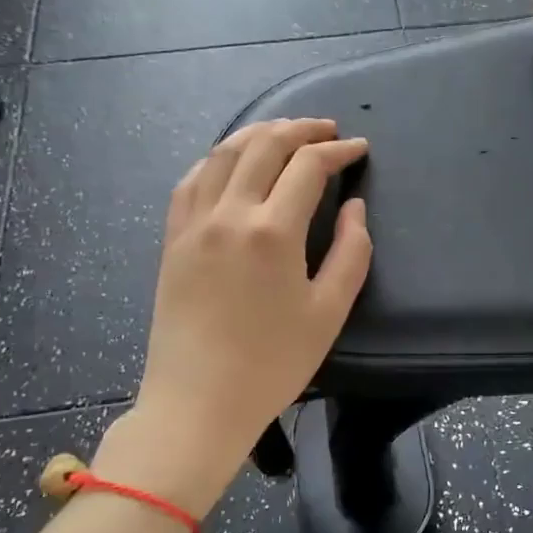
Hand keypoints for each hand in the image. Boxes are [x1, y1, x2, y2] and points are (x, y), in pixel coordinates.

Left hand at [124, 119, 370, 502]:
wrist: (198, 403)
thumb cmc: (272, 364)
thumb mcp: (329, 312)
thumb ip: (351, 252)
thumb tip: (354, 207)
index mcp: (272, 231)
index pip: (308, 167)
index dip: (339, 151)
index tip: (360, 149)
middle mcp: (229, 214)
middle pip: (264, 145)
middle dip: (301, 129)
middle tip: (328, 130)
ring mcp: (193, 224)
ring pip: (224, 154)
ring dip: (258, 133)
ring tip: (284, 132)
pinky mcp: (172, 240)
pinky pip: (192, 180)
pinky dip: (218, 159)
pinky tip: (231, 161)